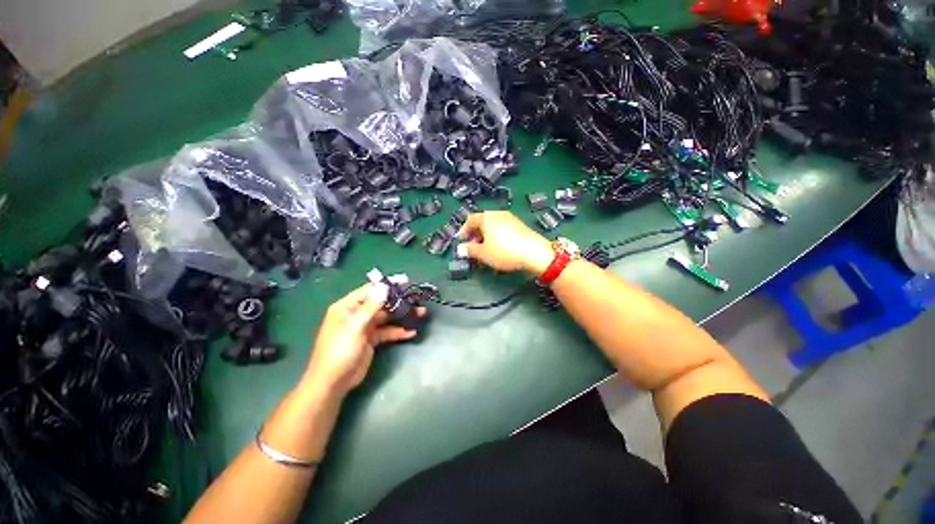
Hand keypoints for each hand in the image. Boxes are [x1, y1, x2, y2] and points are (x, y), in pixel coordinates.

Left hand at [304, 283, 425, 395]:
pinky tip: (412, 332)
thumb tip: (384, 286)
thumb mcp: (355, 326)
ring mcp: (365, 327)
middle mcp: (357, 314)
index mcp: (348, 307)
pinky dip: (399, 331)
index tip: (405, 281)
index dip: (387, 285)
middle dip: (399, 301)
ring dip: (402, 315)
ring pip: (387, 317)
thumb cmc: (339, 350)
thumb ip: (371, 306)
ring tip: (421, 313)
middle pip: (381, 303)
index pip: (370, 290)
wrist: (333, 383)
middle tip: (417, 299)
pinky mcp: (372, 339)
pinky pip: (388, 331)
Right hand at [458, 211, 553, 274]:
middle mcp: (497, 214)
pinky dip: (496, 236)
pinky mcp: (519, 225)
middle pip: (482, 222)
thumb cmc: (504, 251)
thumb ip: (470, 250)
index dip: (463, 231)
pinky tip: (498, 248)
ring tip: (485, 250)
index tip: (461, 242)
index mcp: (486, 217)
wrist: (534, 252)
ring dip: (485, 236)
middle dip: (475, 234)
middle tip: (473, 247)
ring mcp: (510, 218)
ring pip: (492, 225)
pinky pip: (502, 228)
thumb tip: (461, 249)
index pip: (470, 220)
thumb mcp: (483, 253)